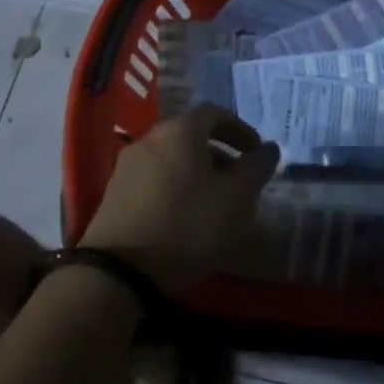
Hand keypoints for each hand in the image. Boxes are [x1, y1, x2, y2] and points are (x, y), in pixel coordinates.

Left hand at [81, 105, 277, 294]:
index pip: (215, 113)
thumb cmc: (187, 225)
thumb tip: (269, 149)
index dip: (239, 130)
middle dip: (219, 155)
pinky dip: (175, 189)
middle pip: (191, 136)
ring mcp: (127, 166)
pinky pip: (154, 180)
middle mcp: (150, 138)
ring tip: (214, 205)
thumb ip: (256, 168)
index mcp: (180, 131)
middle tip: (239, 182)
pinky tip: (184, 220)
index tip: (256, 152)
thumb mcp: (236, 198)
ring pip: (172, 159)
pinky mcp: (114, 194)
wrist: (119, 270)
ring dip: (197, 174)